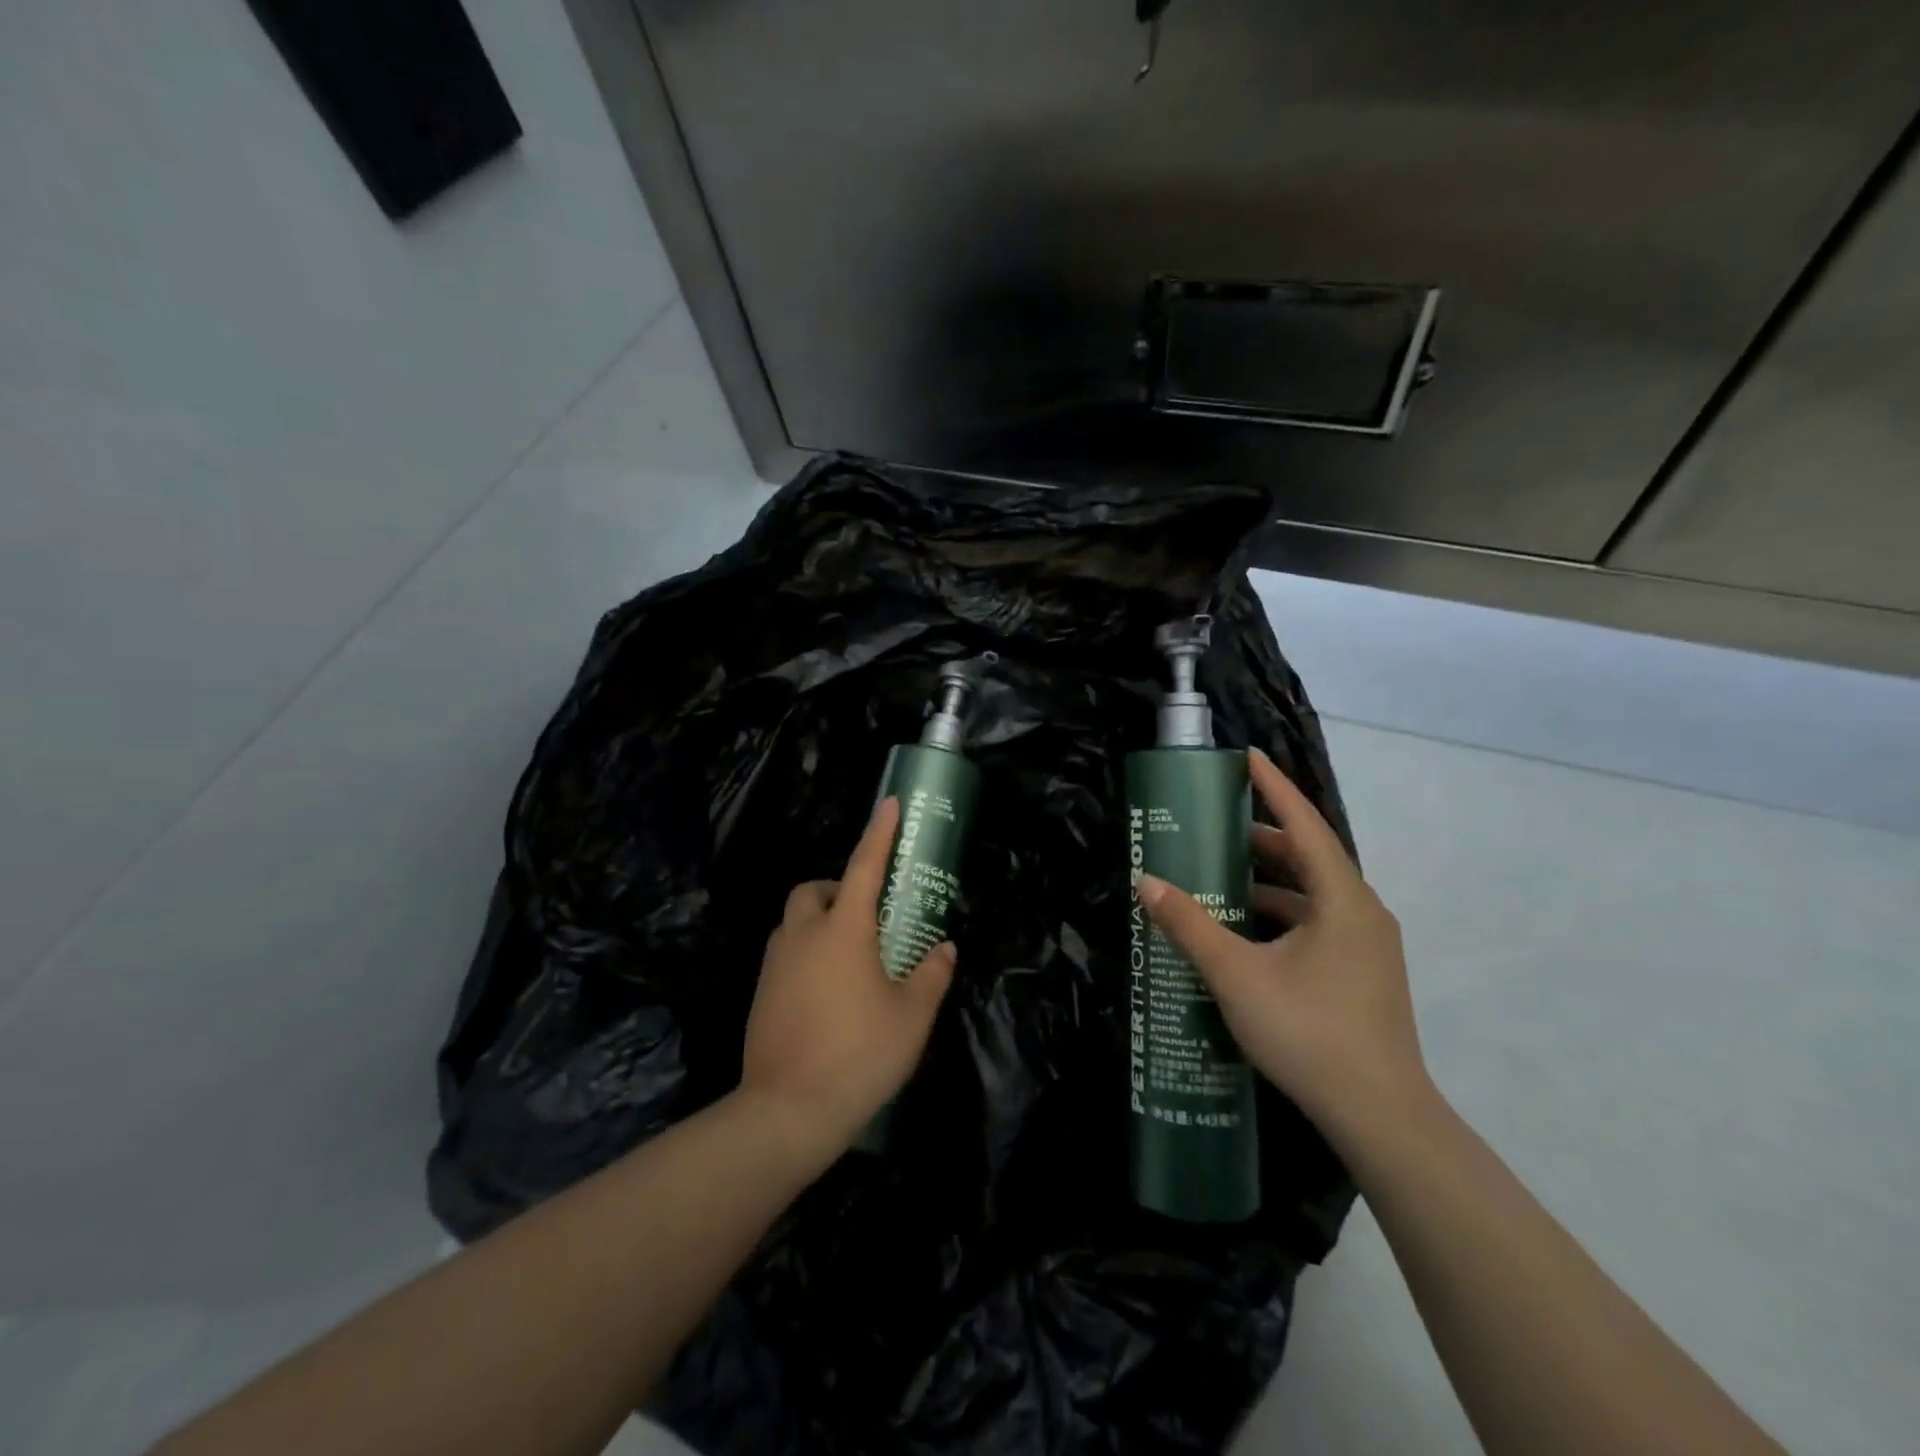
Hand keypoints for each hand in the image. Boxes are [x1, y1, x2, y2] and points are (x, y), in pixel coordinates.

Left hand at [739, 798, 957, 1162]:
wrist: (786, 1112)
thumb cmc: (859, 1055)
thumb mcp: (911, 1017)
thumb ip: (931, 975)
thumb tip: (945, 949)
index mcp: (843, 930)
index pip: (863, 866)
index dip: (879, 832)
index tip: (889, 804)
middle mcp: (803, 936)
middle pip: (811, 890)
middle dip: (835, 888)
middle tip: (864, 914)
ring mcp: (775, 965)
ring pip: (793, 922)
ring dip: (818, 921)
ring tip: (849, 955)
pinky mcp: (761, 994)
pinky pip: (784, 955)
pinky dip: (804, 954)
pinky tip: (826, 991)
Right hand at [1135, 748, 1430, 1148]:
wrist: (1381, 1116)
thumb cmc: (1309, 1031)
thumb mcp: (1236, 974)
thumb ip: (1189, 925)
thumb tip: (1145, 882)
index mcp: (1342, 899)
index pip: (1304, 824)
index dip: (1273, 788)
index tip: (1246, 757)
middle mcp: (1362, 912)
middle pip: (1309, 857)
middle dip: (1263, 837)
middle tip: (1216, 824)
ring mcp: (1367, 946)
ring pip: (1313, 894)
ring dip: (1269, 880)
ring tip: (1221, 875)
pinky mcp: (1362, 973)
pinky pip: (1317, 923)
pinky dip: (1281, 914)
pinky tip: (1245, 930)